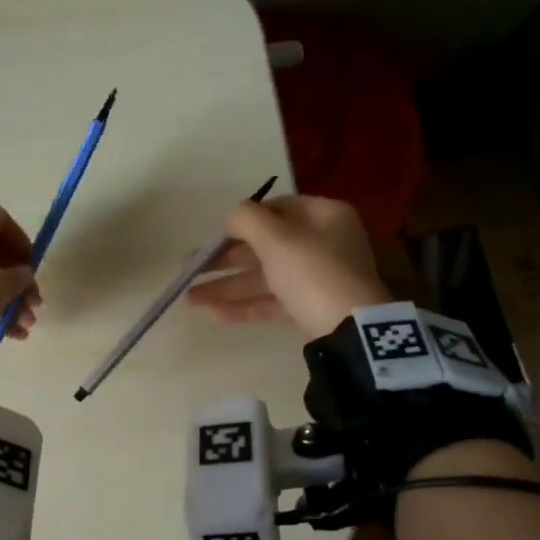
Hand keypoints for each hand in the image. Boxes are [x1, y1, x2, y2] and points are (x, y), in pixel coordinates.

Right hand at [187, 195, 390, 338]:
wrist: (350, 330)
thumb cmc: (312, 272)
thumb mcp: (276, 238)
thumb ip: (247, 219)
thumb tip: (232, 216)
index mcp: (323, 216)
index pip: (277, 209)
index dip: (242, 220)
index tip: (214, 236)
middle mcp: (323, 243)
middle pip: (265, 246)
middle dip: (225, 260)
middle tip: (190, 269)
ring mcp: (317, 279)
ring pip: (264, 277)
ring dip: (227, 286)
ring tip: (190, 299)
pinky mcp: (310, 309)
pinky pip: (272, 301)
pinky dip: (245, 305)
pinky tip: (215, 313)